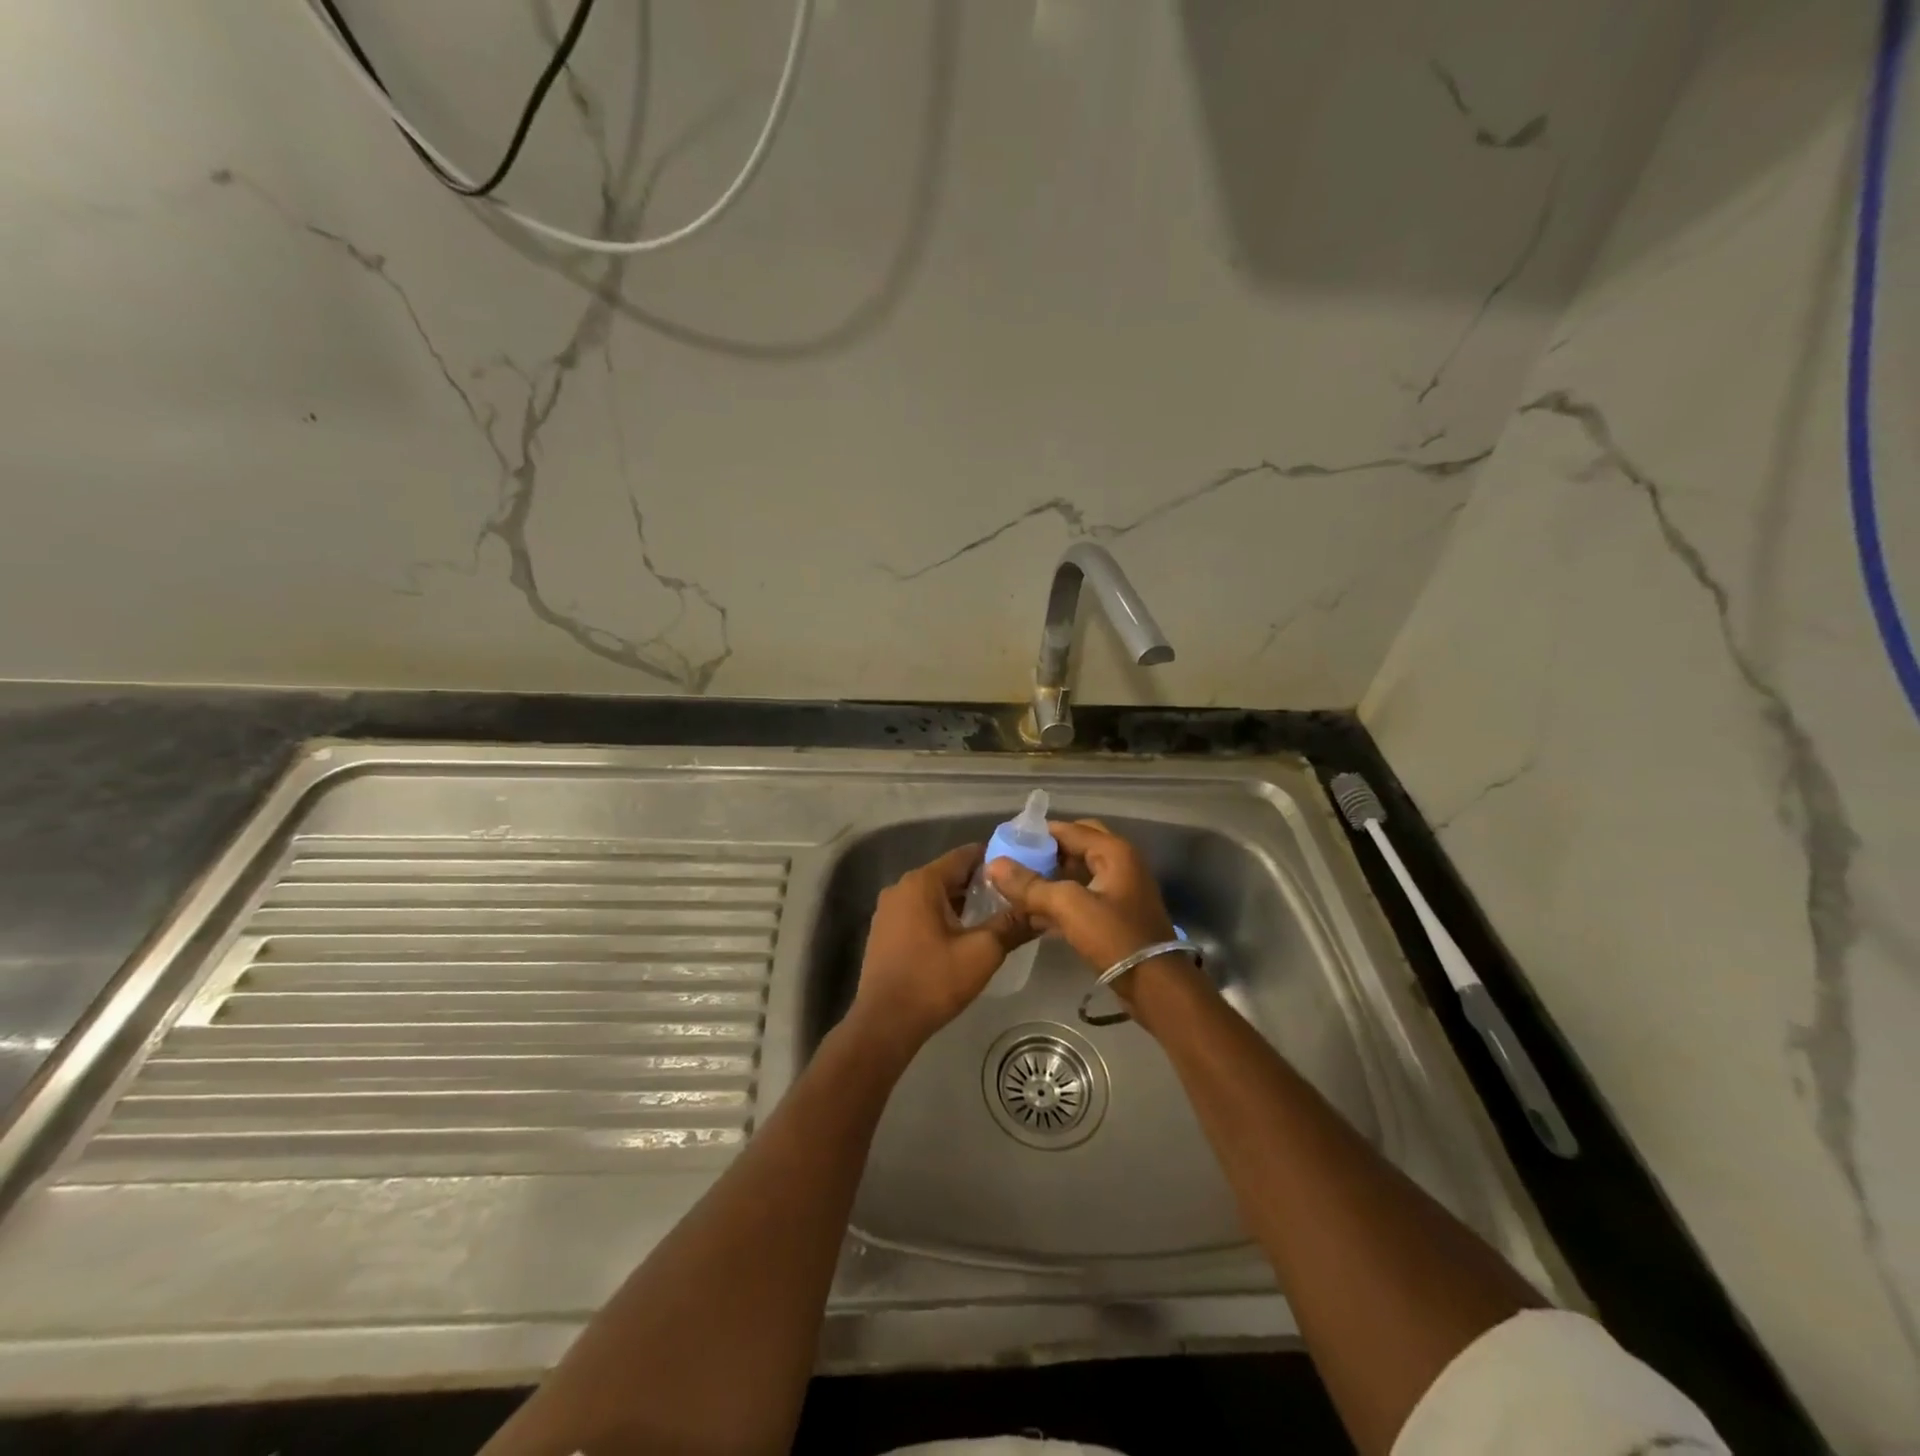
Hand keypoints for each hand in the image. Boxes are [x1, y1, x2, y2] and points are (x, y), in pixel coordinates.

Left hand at [848, 844, 1029, 1051]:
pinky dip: (941, 916)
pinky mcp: (884, 931)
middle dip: (980, 884)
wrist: (884, 1023)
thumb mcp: (982, 952)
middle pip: (948, 874)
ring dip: (961, 903)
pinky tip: (961, 936)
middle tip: (1012, 897)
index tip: (1020, 871)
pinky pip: (919, 912)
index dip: (994, 860)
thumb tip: (1040, 911)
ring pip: (934, 895)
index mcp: (922, 882)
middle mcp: (901, 887)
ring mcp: (888, 910)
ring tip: (993, 917)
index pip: (964, 855)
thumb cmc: (933, 981)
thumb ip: (1011, 925)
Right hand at [986, 819, 1204, 1024]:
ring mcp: (1120, 890)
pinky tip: (1035, 913)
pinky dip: (1061, 899)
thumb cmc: (1115, 937)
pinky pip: (1083, 897)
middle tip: (1015, 863)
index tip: (1006, 843)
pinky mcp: (1117, 915)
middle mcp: (1120, 863)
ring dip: (1051, 877)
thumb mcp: (1069, 907)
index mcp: (1114, 851)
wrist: (1156, 986)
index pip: (1069, 829)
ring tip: (1017, 887)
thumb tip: (994, 865)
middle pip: (1075, 847)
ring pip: (1078, 873)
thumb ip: (1031, 885)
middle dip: (1045, 853)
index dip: (1036, 834)